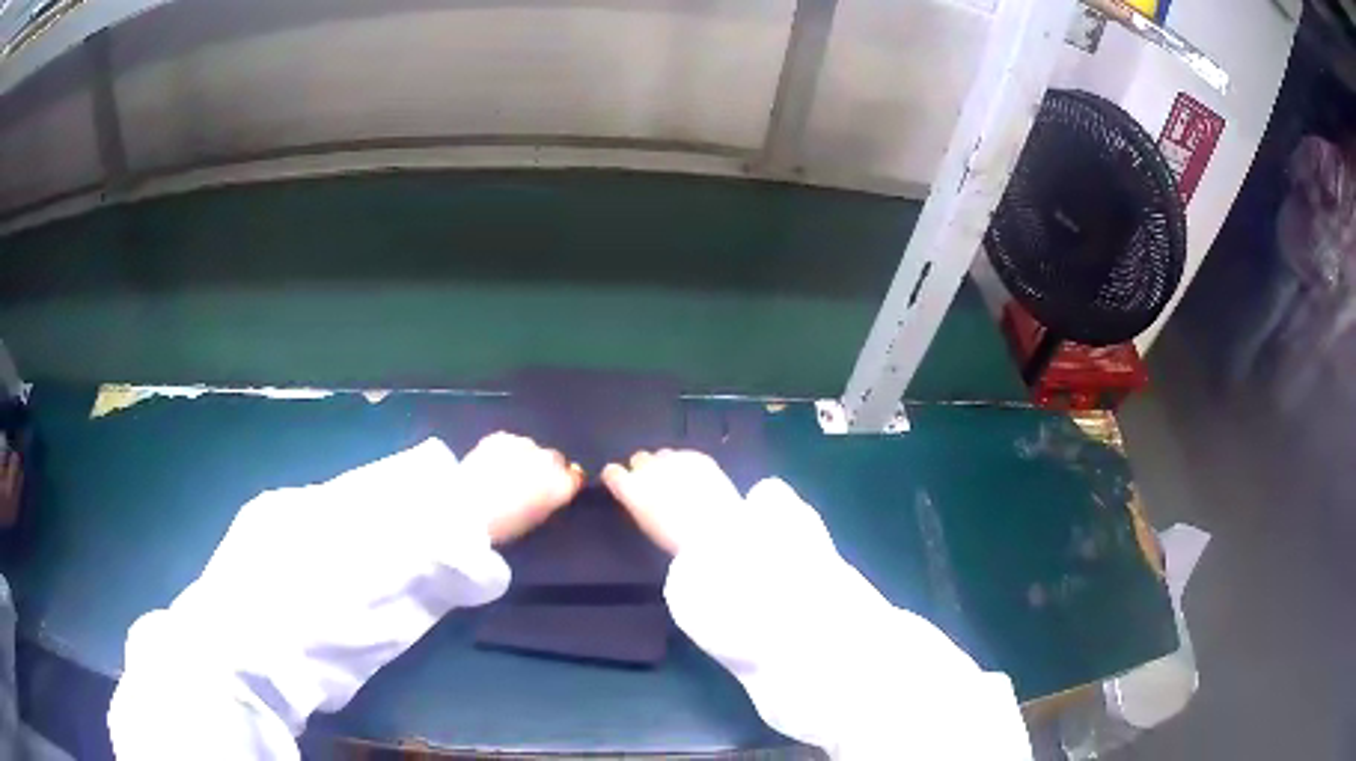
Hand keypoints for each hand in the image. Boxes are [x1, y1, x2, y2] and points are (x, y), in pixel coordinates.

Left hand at [460, 432, 583, 543]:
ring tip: (504, 474)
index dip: (565, 483)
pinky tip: (491, 465)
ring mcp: (523, 444)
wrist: (466, 509)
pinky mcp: (500, 437)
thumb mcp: (537, 518)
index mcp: (562, 483)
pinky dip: (504, 451)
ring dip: (524, 458)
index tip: (553, 491)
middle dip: (544, 468)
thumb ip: (551, 500)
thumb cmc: (505, 526)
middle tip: (526, 484)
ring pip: (530, 448)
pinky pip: (509, 442)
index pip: (576, 477)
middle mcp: (548, 459)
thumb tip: (551, 490)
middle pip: (555, 459)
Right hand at [601, 449, 742, 554]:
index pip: (612, 472)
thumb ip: (638, 504)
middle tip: (657, 486)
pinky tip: (698, 482)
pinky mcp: (698, 457)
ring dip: (667, 466)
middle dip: (645, 469)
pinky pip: (687, 456)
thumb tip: (640, 496)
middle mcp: (649, 468)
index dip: (617, 478)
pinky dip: (689, 466)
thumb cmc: (677, 540)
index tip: (623, 484)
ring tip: (681, 484)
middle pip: (639, 458)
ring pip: (663, 455)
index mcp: (630, 489)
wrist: (716, 533)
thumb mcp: (647, 525)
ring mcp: (675, 459)